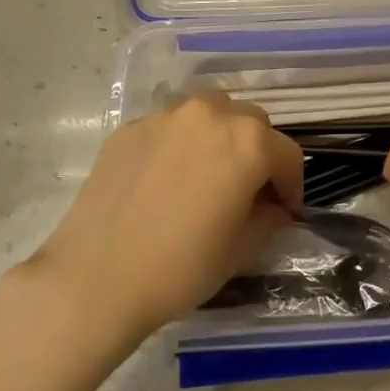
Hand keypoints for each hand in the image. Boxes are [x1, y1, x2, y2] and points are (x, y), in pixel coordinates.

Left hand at [23, 93, 304, 344]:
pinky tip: (167, 180)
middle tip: (247, 191)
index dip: (292, 185)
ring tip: (208, 174)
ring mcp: (166, 116)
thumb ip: (269, 216)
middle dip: (258, 153)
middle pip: (251, 123)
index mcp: (248, 141)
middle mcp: (210, 114)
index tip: (284, 210)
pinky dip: (181, 143)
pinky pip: (171, 127)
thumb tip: (272, 205)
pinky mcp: (131, 127)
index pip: (288, 154)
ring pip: (209, 113)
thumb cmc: (182, 267)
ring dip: (220, 137)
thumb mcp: (242, 248)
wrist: (98, 277)